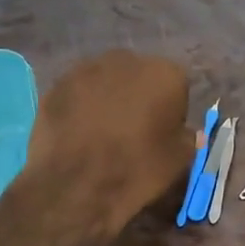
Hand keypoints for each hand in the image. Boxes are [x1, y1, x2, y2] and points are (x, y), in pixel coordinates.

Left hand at [23, 51, 195, 238]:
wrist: (77, 185)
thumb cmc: (138, 169)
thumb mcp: (180, 160)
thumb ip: (187, 137)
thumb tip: (185, 131)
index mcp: (165, 73)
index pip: (176, 86)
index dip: (171, 110)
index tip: (164, 132)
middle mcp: (127, 60)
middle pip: (139, 75)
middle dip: (138, 96)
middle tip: (133, 129)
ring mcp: (87, 69)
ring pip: (106, 80)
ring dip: (108, 98)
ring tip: (102, 131)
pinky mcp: (57, 84)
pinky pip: (78, 92)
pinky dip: (81, 106)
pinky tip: (78, 132)